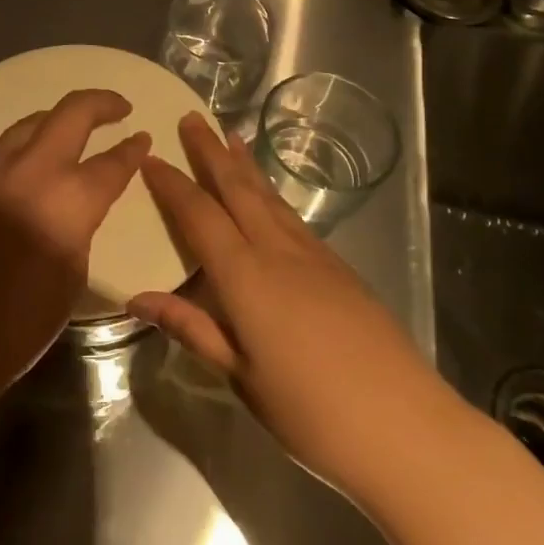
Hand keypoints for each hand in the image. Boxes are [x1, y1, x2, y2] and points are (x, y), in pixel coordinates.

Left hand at [0, 89, 149, 405]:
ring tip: (74, 127)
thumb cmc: (17, 327)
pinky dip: (25, 146)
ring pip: (29, 124)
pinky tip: (30, 163)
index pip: (111, 163)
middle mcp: (29, 173)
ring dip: (57, 119)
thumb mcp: (70, 278)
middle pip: (71, 114)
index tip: (142, 138)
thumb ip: (79, 229)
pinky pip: (0, 151)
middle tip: (118, 107)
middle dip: (100, 103)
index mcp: (67, 203)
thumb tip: (78, 207)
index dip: (132, 149)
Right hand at [133, 113, 457, 498]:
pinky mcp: (339, 267)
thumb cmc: (310, 412)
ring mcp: (314, 256)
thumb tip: (137, 298)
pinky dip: (272, 193)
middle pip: (238, 189)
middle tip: (192, 118)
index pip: (199, 216)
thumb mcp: (240, 376)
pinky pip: (293, 216)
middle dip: (211, 152)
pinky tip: (268, 195)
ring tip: (230, 136)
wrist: (406, 426)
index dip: (172, 184)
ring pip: (270, 196)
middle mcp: (278, 252)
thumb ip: (191, 328)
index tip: (150, 156)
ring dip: (245, 164)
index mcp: (245, 276)